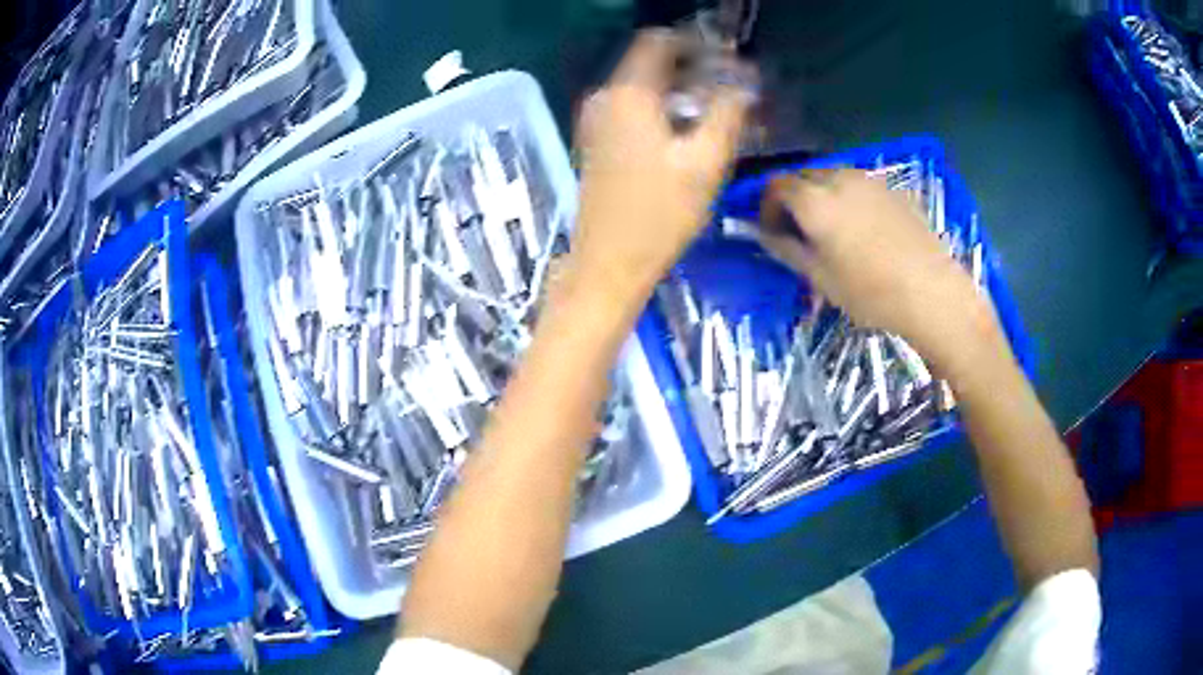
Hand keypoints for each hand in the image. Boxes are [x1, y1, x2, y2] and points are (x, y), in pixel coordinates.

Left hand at [571, 30, 751, 306]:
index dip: (694, 44)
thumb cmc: (660, 215)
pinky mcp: (596, 142)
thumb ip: (727, 114)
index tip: (726, 61)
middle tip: (730, 92)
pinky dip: (661, 111)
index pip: (658, 41)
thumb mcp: (705, 163)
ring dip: (680, 93)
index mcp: (628, 94)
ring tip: (716, 115)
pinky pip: (632, 109)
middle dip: (693, 71)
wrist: (609, 263)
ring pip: (643, 88)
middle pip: (651, 64)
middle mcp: (604, 98)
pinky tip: (686, 135)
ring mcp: (595, 120)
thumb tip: (744, 86)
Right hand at [759, 169, 997, 369]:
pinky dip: (849, 197)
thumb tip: (765, 234)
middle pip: (803, 174)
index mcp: (815, 201)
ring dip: (821, 194)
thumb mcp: (821, 278)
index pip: (776, 185)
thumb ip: (787, 249)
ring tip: (832, 228)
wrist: (932, 292)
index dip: (766, 206)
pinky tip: (863, 228)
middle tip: (799, 229)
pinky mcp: (894, 189)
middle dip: (794, 196)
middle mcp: (839, 179)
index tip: (772, 231)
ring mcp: (870, 180)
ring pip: (833, 175)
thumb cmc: (871, 293)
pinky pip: (860, 184)